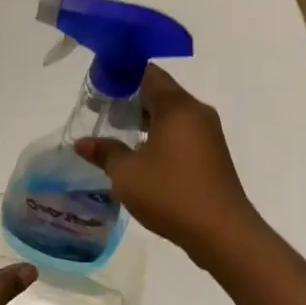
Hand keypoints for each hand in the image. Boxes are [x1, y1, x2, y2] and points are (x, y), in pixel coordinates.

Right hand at [75, 66, 266, 271]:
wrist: (223, 231)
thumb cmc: (172, 194)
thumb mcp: (128, 175)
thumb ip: (105, 153)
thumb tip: (82, 143)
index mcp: (177, 106)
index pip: (148, 73)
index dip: (122, 75)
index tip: (100, 86)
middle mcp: (196, 110)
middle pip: (160, 91)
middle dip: (131, 98)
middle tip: (103, 111)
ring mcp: (209, 131)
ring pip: (172, 112)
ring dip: (146, 118)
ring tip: (119, 134)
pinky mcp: (213, 151)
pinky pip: (183, 130)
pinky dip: (162, 133)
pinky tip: (144, 154)